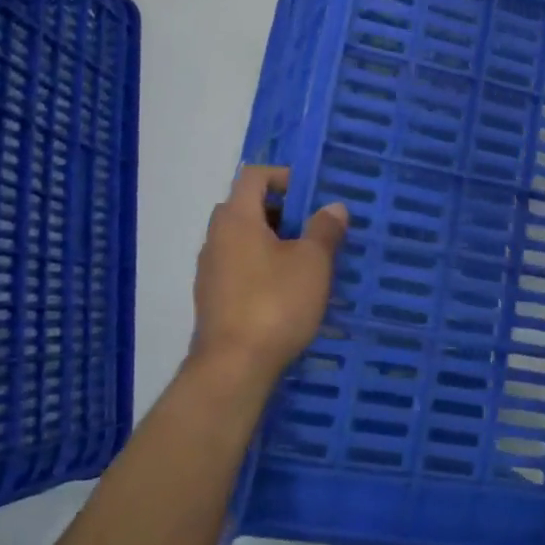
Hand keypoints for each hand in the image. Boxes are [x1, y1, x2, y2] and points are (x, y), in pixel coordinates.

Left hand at [189, 165, 348, 402]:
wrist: (233, 368)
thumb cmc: (275, 303)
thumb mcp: (312, 263)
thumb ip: (324, 229)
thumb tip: (333, 207)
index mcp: (236, 219)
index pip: (253, 176)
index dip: (284, 176)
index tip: (312, 194)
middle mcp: (215, 238)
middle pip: (245, 207)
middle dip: (280, 211)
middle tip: (312, 227)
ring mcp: (210, 271)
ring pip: (242, 240)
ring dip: (271, 241)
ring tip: (305, 262)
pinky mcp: (212, 299)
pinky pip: (238, 267)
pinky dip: (260, 267)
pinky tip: (285, 292)